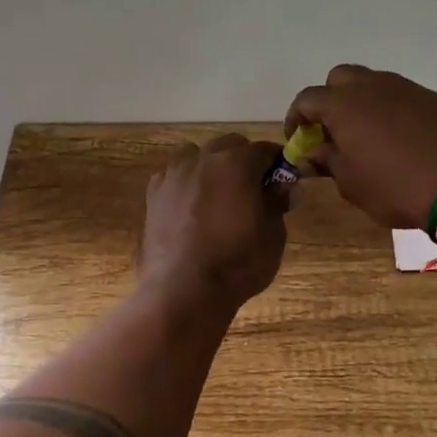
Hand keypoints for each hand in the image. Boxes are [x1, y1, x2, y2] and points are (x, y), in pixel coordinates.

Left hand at [138, 134, 288, 310]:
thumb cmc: (237, 263)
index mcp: (236, 163)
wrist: (183, 291)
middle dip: (244, 160)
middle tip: (252, 190)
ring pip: (196, 155)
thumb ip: (277, 202)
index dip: (277, 163)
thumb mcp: (273, 235)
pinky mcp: (153, 194)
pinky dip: (185, 183)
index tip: (282, 182)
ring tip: (218, 195)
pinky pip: (174, 176)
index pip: (265, 150)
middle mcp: (203, 159)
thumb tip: (283, 185)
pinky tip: (190, 208)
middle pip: (229, 145)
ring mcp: (173, 174)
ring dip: (210, 166)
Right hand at [285, 64, 436, 228]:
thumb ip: (328, 161)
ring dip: (361, 103)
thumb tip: (313, 152)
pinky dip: (390, 110)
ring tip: (366, 135)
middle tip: (332, 131)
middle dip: (330, 100)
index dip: (297, 118)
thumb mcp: (351, 183)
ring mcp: (406, 88)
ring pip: (372, 84)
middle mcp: (372, 86)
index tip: (299, 140)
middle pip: (339, 79)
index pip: (307, 99)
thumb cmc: (395, 187)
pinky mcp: (433, 98)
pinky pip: (400, 96)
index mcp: (343, 104)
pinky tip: (398, 138)